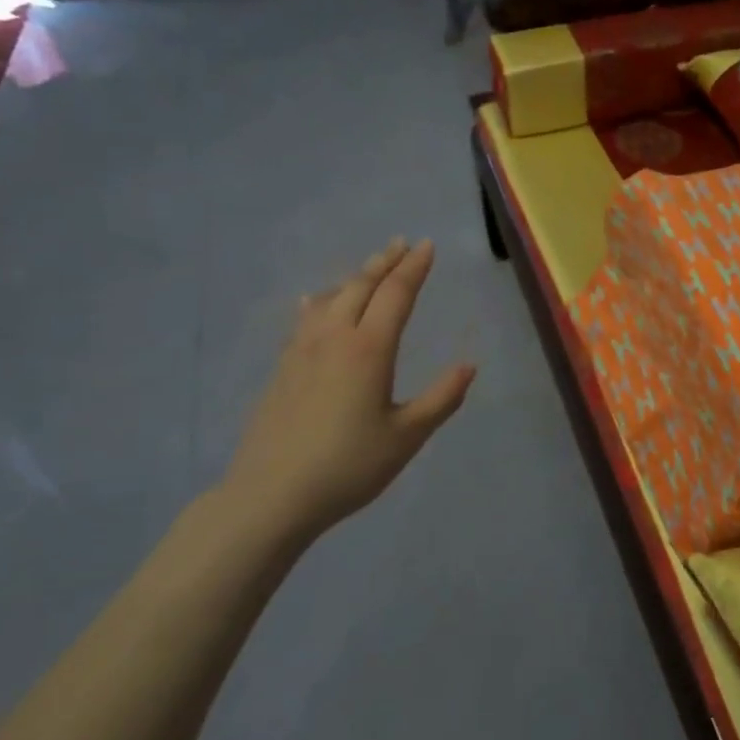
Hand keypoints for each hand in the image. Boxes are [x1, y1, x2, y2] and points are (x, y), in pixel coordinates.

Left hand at [220, 237, 475, 547]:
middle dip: (385, 262)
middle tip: (402, 243)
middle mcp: (335, 337)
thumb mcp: (407, 437)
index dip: (414, 268)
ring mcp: (302, 350)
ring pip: (332, 297)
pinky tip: (316, 301)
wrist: (270, 496)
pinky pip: (306, 318)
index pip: (396, 294)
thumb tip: (469, 366)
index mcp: (369, 348)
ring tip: (370, 267)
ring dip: (355, 276)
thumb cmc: (348, 466)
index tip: (427, 245)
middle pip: (362, 286)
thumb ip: (441, 398)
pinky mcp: (283, 368)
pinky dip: (321, 300)